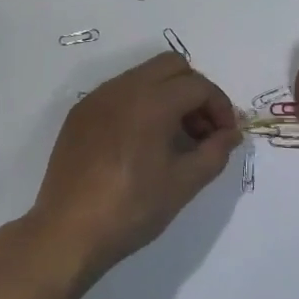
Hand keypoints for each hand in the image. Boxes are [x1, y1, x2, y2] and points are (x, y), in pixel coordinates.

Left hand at [25, 53, 240, 279]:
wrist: (67, 232)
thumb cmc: (131, 209)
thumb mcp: (183, 185)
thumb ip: (214, 153)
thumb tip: (231, 134)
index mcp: (151, 101)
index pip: (198, 86)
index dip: (220, 107)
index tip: (225, 136)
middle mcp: (123, 87)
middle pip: (172, 66)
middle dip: (194, 91)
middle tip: (202, 130)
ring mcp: (98, 97)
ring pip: (144, 75)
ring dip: (167, 94)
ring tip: (173, 137)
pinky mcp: (80, 112)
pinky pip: (120, 91)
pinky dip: (140, 103)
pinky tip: (141, 141)